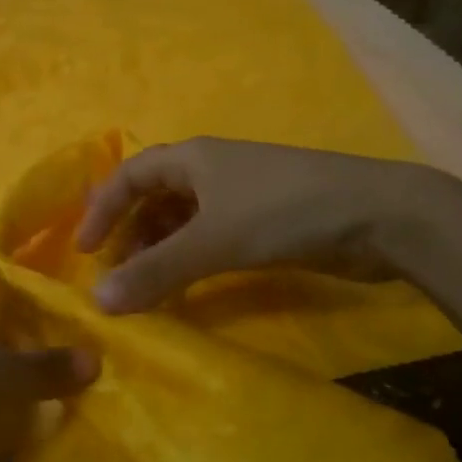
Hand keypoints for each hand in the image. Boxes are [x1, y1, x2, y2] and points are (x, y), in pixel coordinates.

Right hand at [75, 137, 450, 313]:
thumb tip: (97, 302)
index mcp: (192, 158)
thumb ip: (155, 272)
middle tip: (119, 279)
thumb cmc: (283, 211)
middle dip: (132, 236)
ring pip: (184, 220)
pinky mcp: (266, 219)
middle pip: (155, 198)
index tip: (84, 251)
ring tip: (150, 290)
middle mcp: (210, 170)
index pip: (129, 175)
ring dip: (162, 251)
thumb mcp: (212, 241)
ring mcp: (240, 194)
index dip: (102, 209)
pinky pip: (212, 237)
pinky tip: (191, 288)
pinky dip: (193, 259)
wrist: (377, 214)